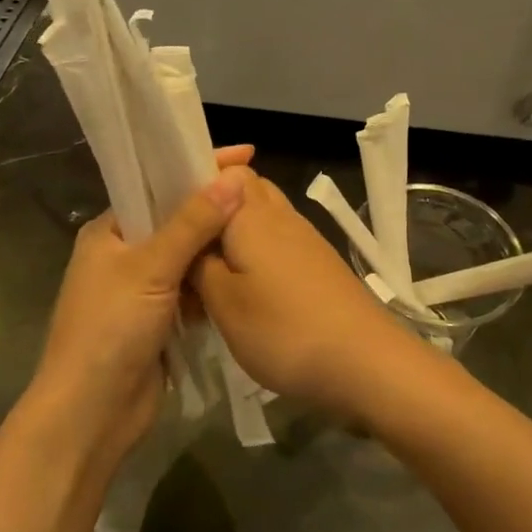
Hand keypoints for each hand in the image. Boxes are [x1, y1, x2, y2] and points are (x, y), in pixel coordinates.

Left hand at [31, 145, 254, 470]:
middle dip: (213, 206)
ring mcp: (140, 289)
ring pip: (186, 255)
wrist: (90, 414)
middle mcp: (122, 254)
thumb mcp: (150, 269)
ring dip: (215, 245)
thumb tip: (233, 180)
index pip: (157, 184)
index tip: (246, 154)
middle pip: (175, 218)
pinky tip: (244, 270)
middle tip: (261, 191)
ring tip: (262, 225)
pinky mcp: (157, 320)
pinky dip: (212, 280)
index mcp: (109, 231)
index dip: (197, 166)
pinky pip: (191, 288)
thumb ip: (191, 224)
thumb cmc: (109, 330)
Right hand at [191, 173, 421, 416]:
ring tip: (207, 276)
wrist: (366, 362)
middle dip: (212, 211)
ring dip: (234, 237)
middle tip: (184, 248)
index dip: (195, 181)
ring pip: (260, 219)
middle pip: (242, 192)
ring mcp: (304, 238)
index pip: (223, 169)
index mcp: (251, 213)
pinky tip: (244, 292)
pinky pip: (277, 243)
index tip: (165, 211)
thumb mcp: (223, 302)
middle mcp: (280, 214)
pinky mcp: (318, 264)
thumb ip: (197, 265)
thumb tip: (189, 244)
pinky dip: (256, 257)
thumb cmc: (284, 329)